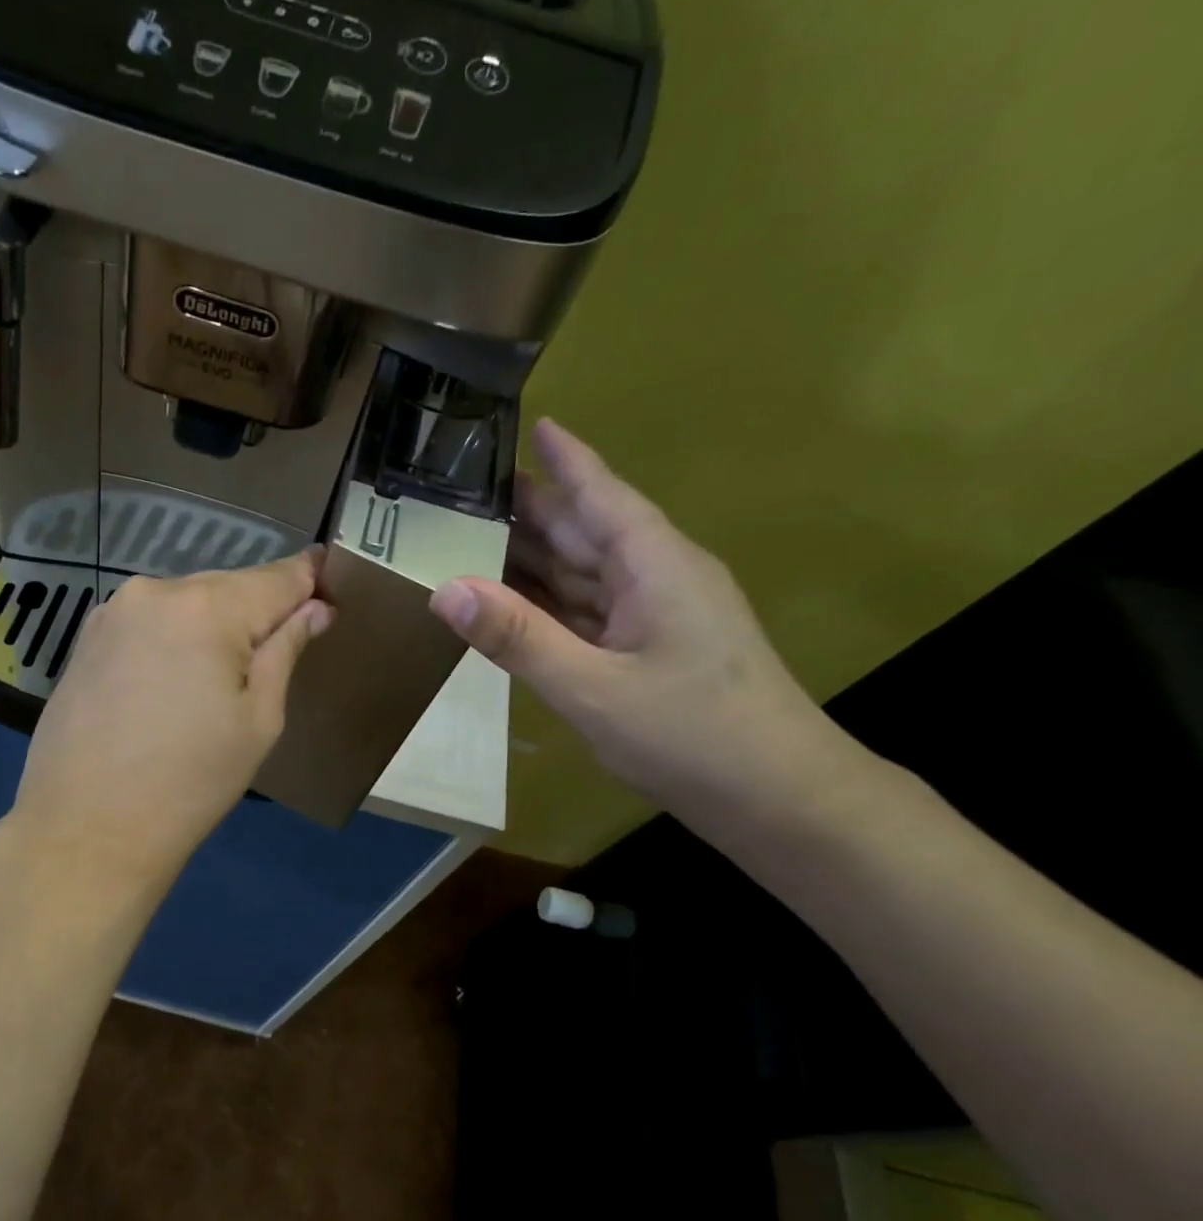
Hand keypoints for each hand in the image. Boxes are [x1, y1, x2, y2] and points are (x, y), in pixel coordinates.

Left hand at [9, 551, 333, 897]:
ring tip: (219, 677)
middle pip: (228, 586)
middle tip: (278, 649)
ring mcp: (113, 611)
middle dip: (257, 610)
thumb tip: (315, 608)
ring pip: (186, 602)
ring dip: (212, 624)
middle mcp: (156, 591)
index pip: (278, 577)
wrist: (87, 829)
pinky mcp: (86, 637)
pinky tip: (172, 681)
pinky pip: (150, 621)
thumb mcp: (258, 721)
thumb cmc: (190, 783)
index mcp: (207, 609)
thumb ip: (285, 651)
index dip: (309, 580)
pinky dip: (173, 637)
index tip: (330, 586)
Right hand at [428, 419, 853, 824]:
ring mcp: (653, 618)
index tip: (529, 422)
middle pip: (584, 532)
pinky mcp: (648, 652)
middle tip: (465, 491)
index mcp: (654, 566)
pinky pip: (586, 614)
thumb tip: (443, 588)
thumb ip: (517, 638)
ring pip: (582, 574)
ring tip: (470, 540)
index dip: (565, 459)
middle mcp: (655, 579)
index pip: (601, 495)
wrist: (778, 799)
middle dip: (530, 510)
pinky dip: (546, 605)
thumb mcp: (593, 688)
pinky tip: (509, 604)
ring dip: (531, 559)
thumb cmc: (693, 735)